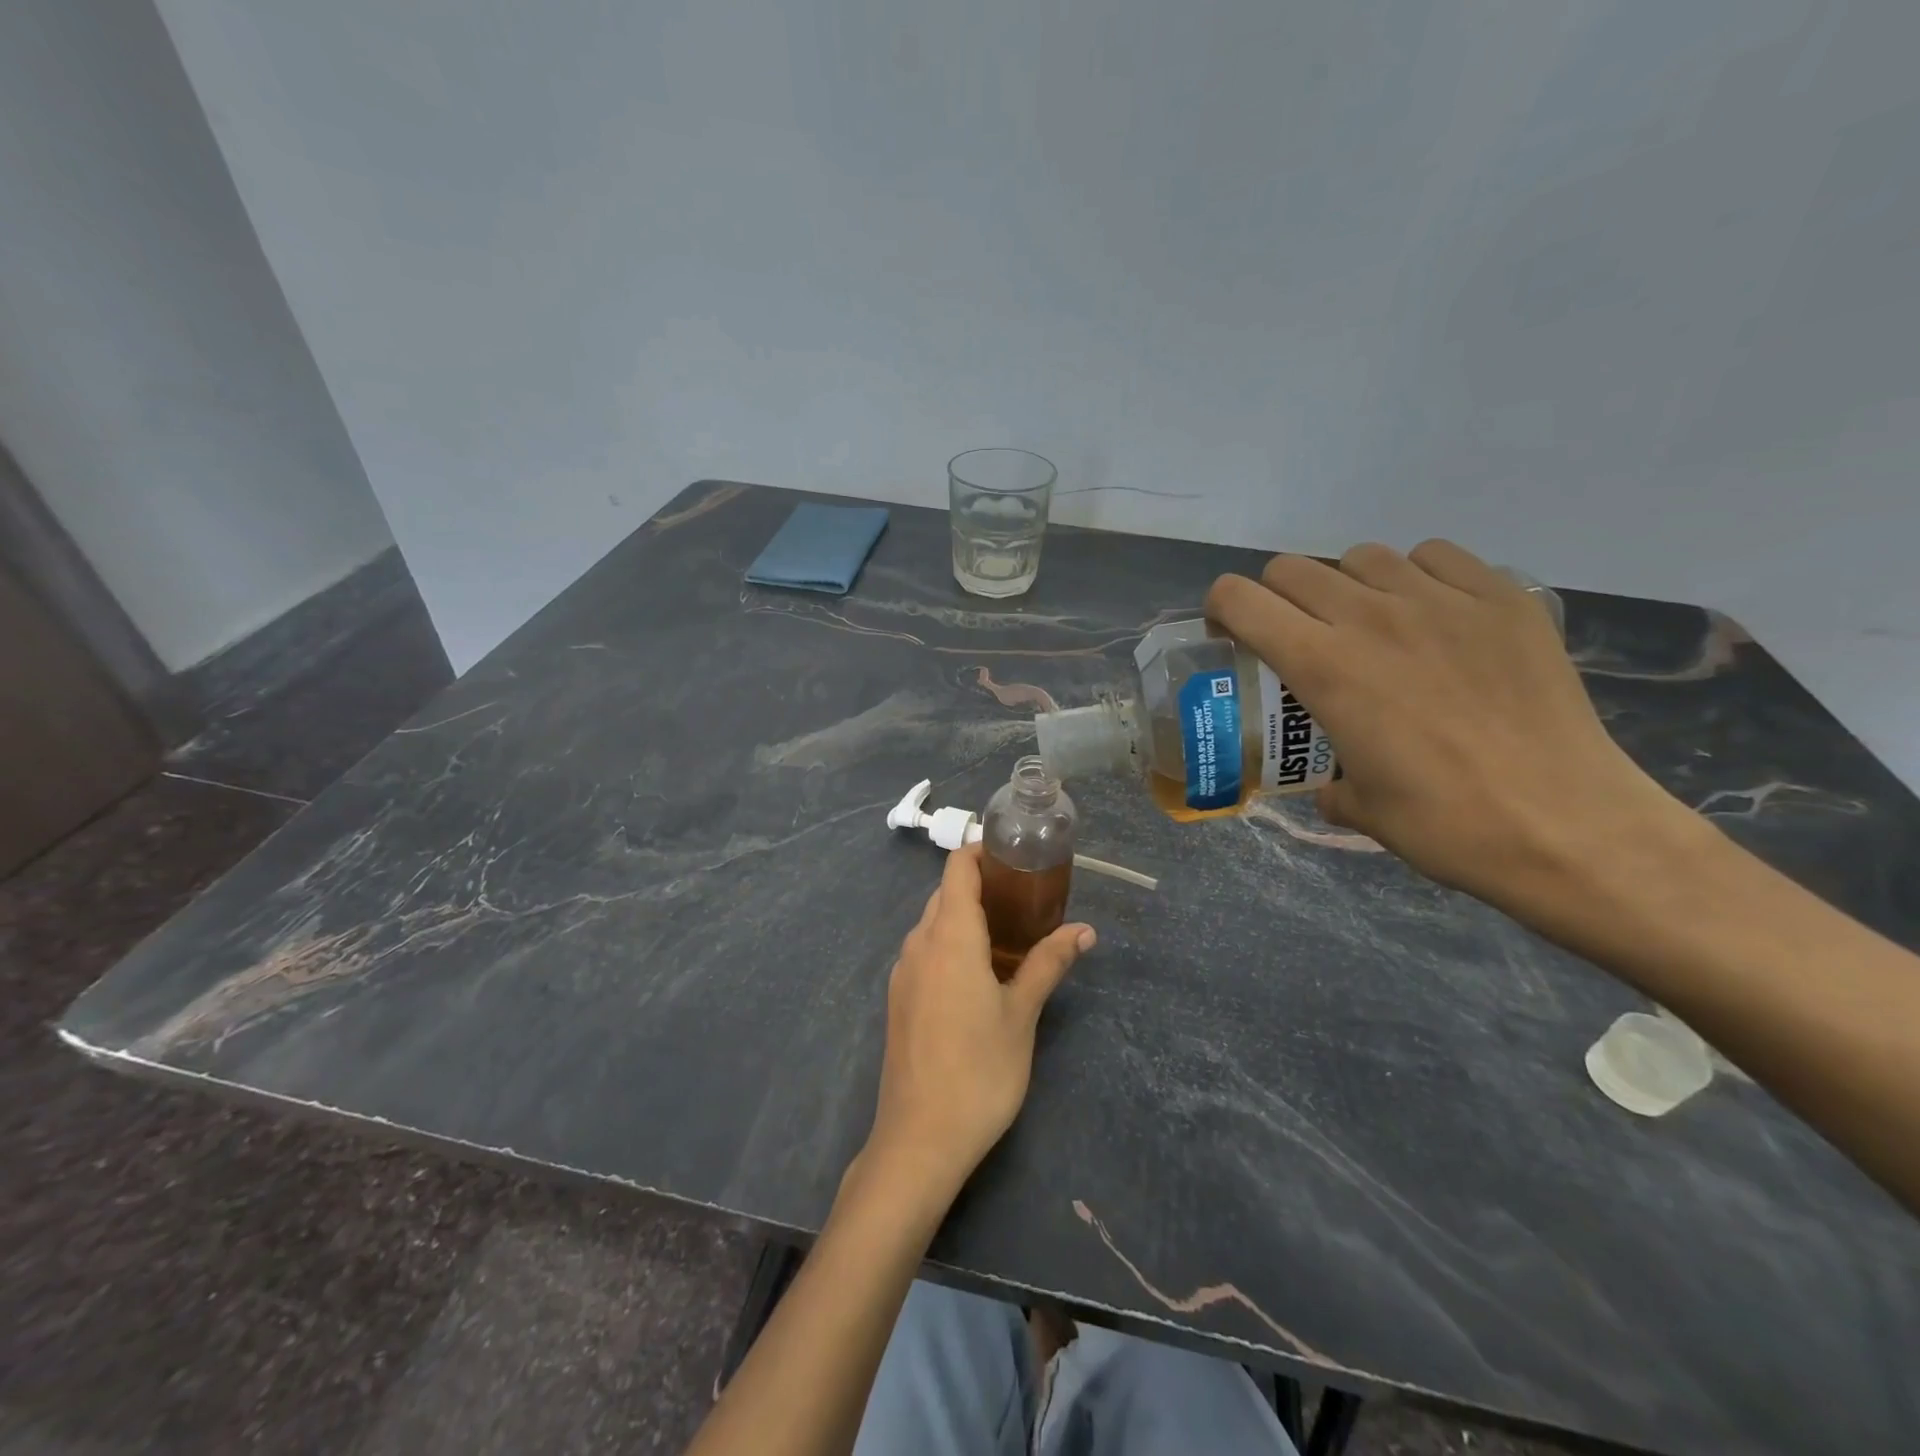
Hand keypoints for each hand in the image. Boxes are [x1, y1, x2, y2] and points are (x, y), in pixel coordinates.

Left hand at [862, 843, 1093, 1203]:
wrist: (919, 1139)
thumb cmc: (980, 1071)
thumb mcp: (1022, 1014)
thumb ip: (1048, 963)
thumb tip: (1085, 930)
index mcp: (949, 936)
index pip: (957, 868)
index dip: (981, 851)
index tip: (1016, 856)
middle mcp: (919, 944)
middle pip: (946, 894)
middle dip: (982, 886)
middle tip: (1027, 898)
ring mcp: (903, 972)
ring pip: (933, 924)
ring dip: (966, 917)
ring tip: (1009, 934)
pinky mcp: (899, 998)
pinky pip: (925, 952)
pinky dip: (950, 944)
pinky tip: (978, 974)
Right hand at [1206, 541, 1685, 910]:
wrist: (1566, 826)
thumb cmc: (1445, 824)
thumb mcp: (1357, 807)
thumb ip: (1327, 779)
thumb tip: (1332, 782)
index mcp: (1322, 667)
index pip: (1240, 599)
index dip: (1222, 611)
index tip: (1233, 638)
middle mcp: (1370, 617)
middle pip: (1292, 570)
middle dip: (1278, 600)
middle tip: (1299, 638)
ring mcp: (1441, 601)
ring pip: (1362, 557)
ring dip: (1347, 585)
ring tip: (1370, 625)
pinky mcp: (1502, 598)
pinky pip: (1436, 556)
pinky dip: (1417, 576)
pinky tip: (1432, 616)